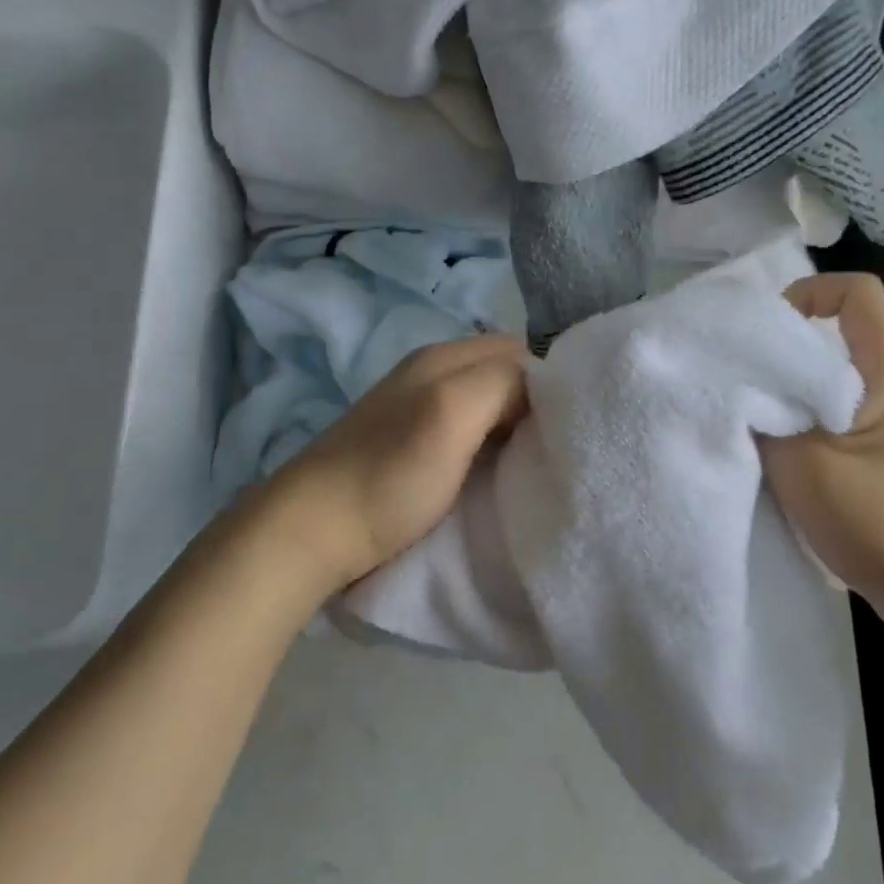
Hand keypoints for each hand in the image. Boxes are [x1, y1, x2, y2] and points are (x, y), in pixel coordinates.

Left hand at [261, 334, 530, 590]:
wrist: (313, 532)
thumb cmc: (389, 474)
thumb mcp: (451, 413)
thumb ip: (501, 382)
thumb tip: (540, 388)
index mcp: (443, 356)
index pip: (521, 352)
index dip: (551, 383)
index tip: (570, 426)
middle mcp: (430, 373)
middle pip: (504, 377)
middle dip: (535, 406)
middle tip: (556, 447)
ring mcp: (416, 410)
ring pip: (487, 406)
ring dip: (513, 429)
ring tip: (533, 462)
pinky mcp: (409, 446)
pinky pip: (466, 432)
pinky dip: (489, 446)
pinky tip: (494, 472)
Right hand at [763, 274, 883, 616]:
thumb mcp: (808, 466)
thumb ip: (764, 420)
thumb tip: (732, 391)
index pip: (857, 294)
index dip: (808, 292)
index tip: (761, 331)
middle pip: (833, 339)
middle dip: (779, 350)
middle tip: (730, 375)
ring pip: (826, 386)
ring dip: (783, 395)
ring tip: (741, 416)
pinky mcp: (876, 463)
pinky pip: (827, 424)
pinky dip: (793, 429)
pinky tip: (767, 456)